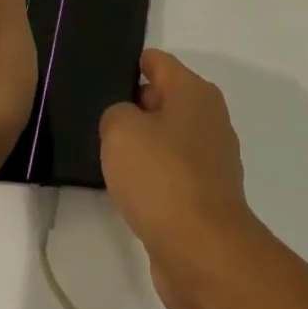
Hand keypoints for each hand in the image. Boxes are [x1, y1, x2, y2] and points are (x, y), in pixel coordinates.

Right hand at [99, 50, 256, 308]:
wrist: (200, 246)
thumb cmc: (161, 176)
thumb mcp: (121, 131)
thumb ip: (116, 113)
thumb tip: (126, 120)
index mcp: (195, 92)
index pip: (158, 62)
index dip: (131, 64)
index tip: (101, 74)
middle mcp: (210, 117)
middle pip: (166, 97)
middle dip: (134, 104)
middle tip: (95, 116)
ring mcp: (212, 156)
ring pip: (169, 135)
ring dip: (143, 142)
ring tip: (105, 152)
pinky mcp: (207, 191)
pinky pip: (173, 169)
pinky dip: (154, 173)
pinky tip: (129, 187)